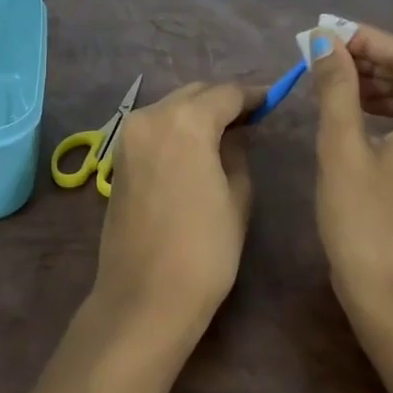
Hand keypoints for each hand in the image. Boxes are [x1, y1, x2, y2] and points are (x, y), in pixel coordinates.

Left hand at [92, 81, 260, 335]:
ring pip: (172, 107)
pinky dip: (177, 128)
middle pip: (195, 93)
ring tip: (227, 131)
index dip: (253, 95)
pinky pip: (155, 128)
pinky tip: (197, 147)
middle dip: (223, 100)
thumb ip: (237, 152)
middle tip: (252, 117)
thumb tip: (235, 133)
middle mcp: (151, 116)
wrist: (144, 298)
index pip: (226, 93)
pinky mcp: (119, 158)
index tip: (273, 100)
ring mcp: (128, 136)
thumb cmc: (204, 250)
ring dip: (198, 112)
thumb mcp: (237, 196)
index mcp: (185, 121)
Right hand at [310, 24, 392, 316]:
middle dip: (377, 56)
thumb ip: (336, 87)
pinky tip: (359, 108)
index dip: (368, 39)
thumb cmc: (364, 223)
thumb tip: (324, 40)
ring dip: (384, 80)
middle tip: (332, 53)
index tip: (327, 34)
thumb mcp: (342, 149)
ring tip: (338, 77)